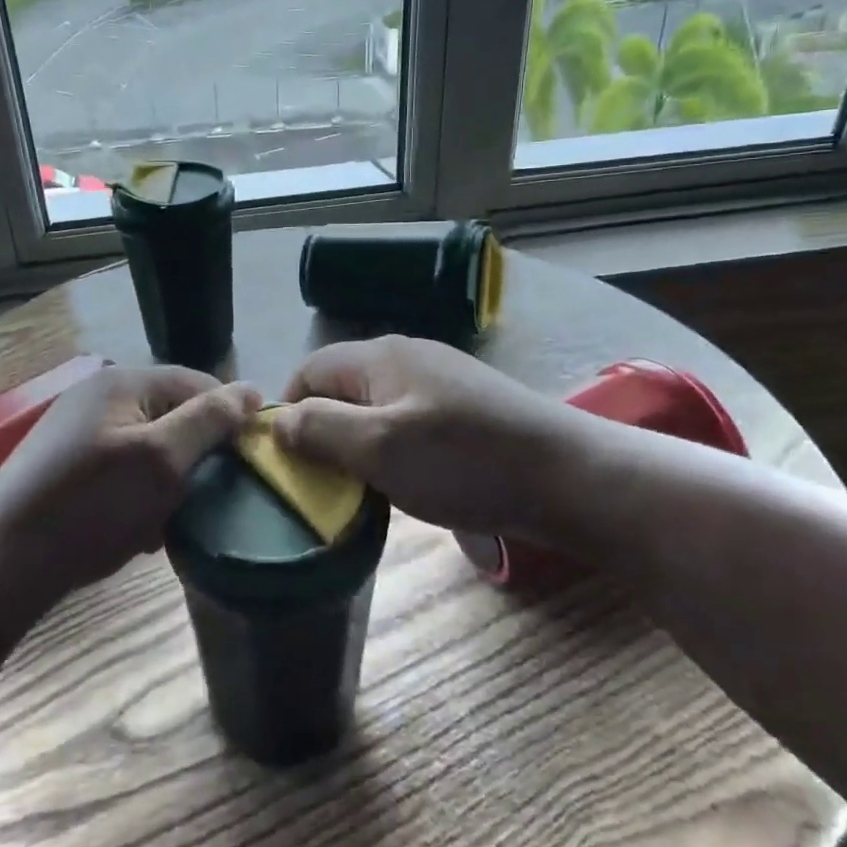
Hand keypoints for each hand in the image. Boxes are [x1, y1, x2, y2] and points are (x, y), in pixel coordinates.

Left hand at [0, 366, 259, 607]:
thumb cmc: (90, 506)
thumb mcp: (161, 460)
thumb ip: (209, 420)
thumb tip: (253, 390)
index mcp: (124, 381)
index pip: (199, 384)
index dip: (228, 421)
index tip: (244, 467)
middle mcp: (100, 396)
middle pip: (173, 417)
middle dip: (193, 459)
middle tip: (200, 502)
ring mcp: (80, 431)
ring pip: (150, 449)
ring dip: (167, 484)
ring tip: (166, 524)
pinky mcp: (67, 465)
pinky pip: (123, 471)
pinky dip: (138, 497)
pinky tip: (136, 532)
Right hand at [271, 336, 581, 545]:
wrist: (569, 476)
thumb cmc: (463, 460)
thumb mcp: (377, 448)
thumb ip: (318, 430)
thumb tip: (277, 421)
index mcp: (378, 356)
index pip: (307, 371)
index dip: (289, 413)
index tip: (292, 464)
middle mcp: (406, 356)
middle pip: (342, 390)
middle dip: (327, 434)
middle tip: (332, 483)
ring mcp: (440, 380)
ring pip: (376, 410)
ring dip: (364, 448)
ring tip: (373, 490)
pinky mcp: (466, 407)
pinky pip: (410, 423)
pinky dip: (399, 451)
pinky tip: (417, 482)